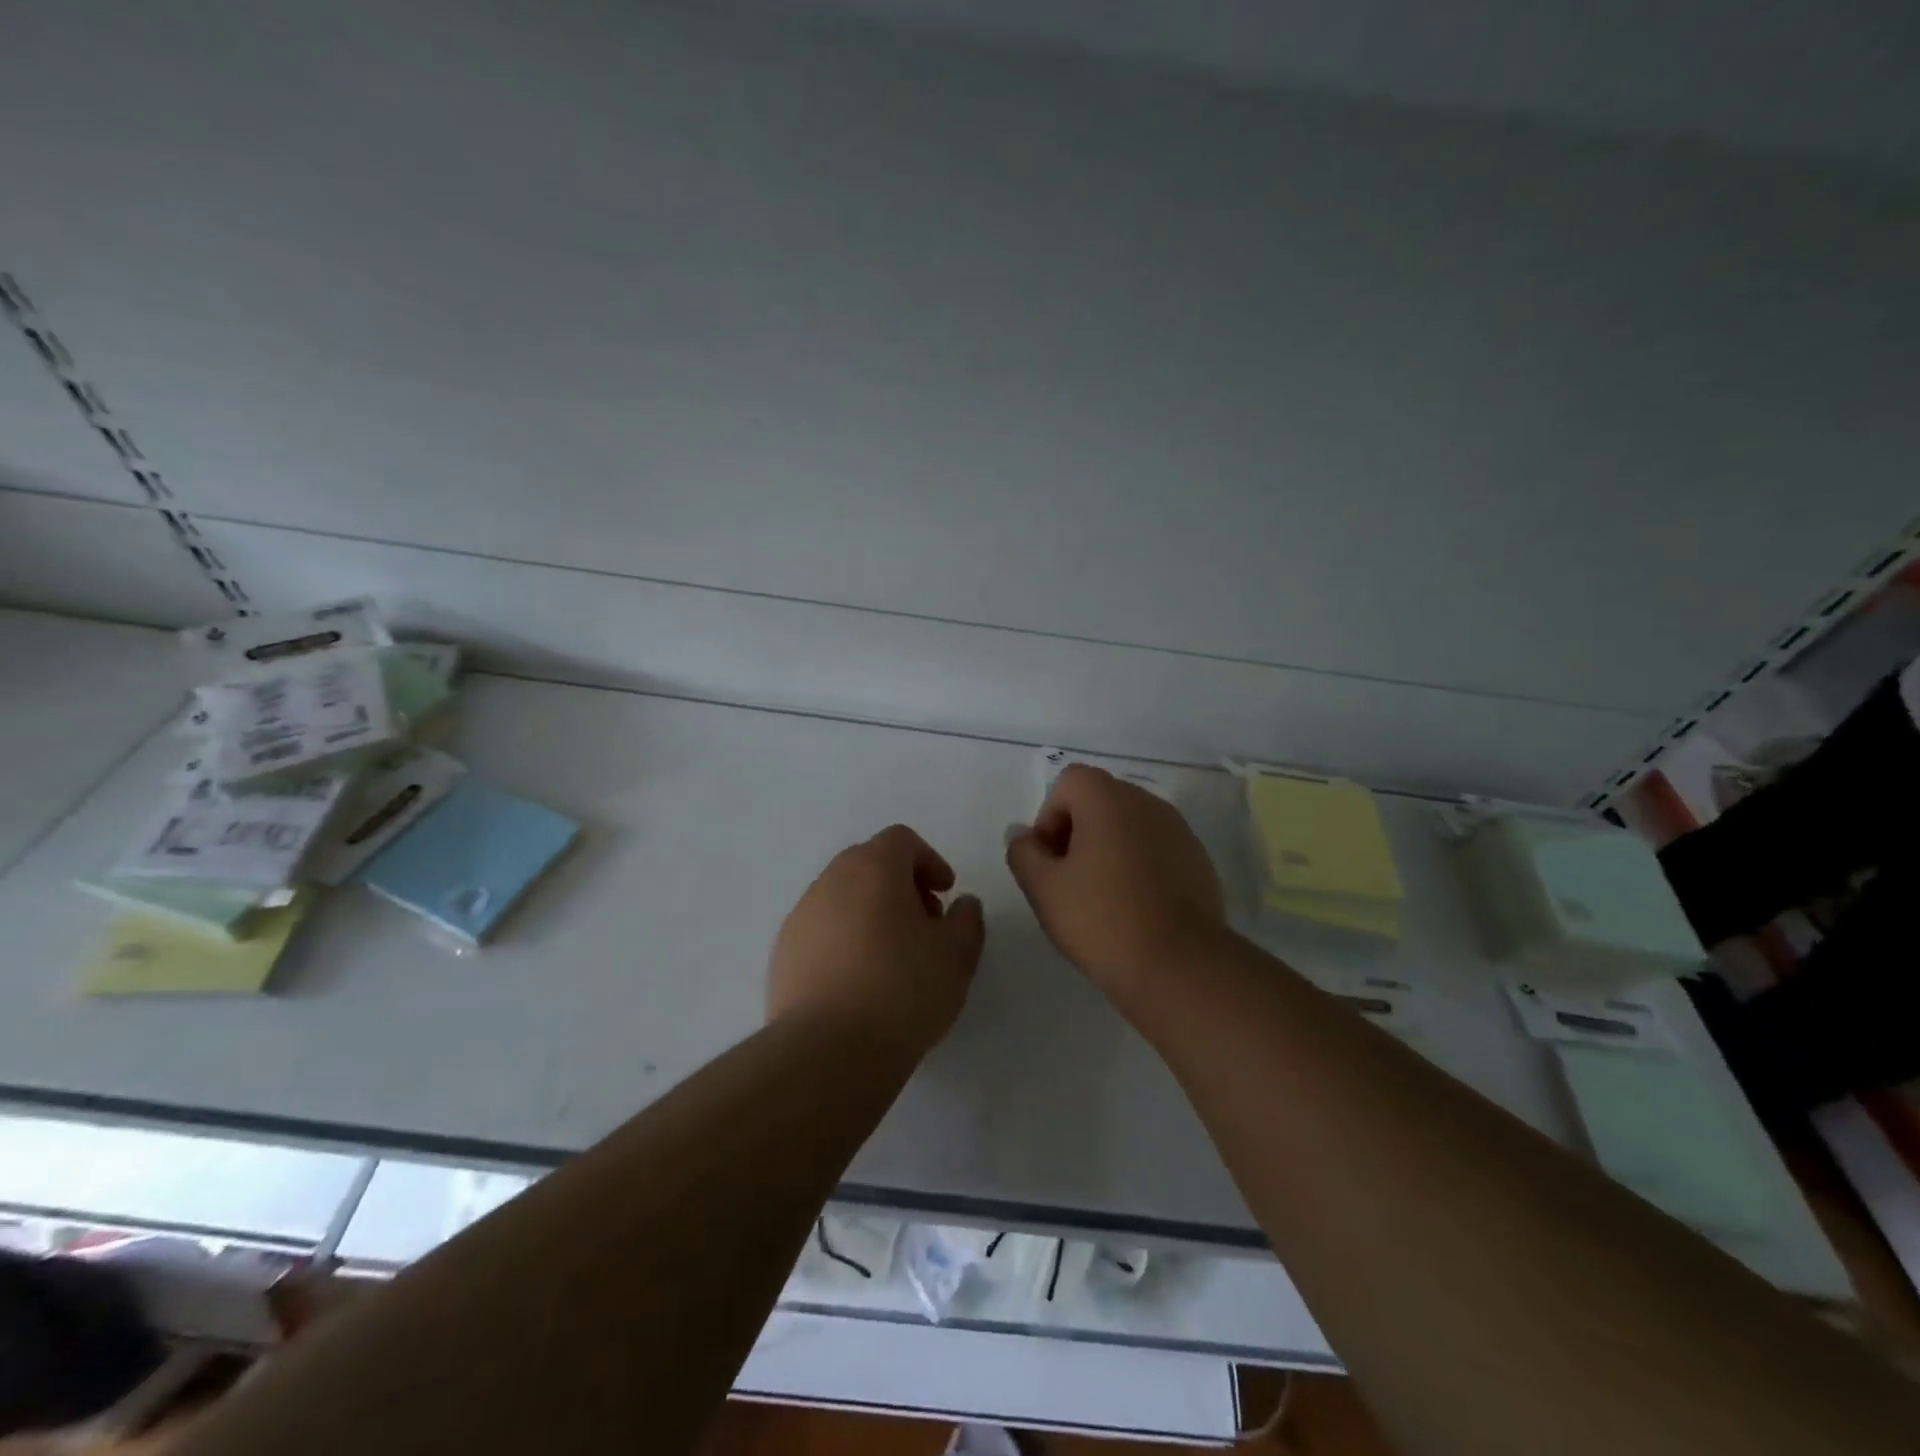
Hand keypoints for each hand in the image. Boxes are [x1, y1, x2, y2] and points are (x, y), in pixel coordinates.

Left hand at [768, 824, 985, 1059]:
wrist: (827, 1052)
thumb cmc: (902, 991)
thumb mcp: (957, 955)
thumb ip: (967, 919)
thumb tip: (962, 904)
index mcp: (873, 868)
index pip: (901, 840)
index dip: (929, 860)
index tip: (945, 893)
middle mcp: (830, 881)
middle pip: (868, 863)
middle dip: (900, 884)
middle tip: (923, 922)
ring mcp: (800, 917)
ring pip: (841, 897)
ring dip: (870, 911)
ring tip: (892, 957)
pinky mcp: (782, 954)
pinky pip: (820, 930)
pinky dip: (843, 940)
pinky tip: (859, 982)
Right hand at [1006, 764, 1226, 994]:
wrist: (1179, 966)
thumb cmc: (1102, 920)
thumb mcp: (1043, 888)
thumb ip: (1024, 852)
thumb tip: (1025, 836)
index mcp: (1109, 800)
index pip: (1070, 781)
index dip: (1050, 815)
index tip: (1050, 859)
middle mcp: (1147, 803)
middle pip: (1101, 799)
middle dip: (1078, 830)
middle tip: (1069, 879)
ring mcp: (1179, 831)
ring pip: (1130, 824)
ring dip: (1109, 847)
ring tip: (1102, 896)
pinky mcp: (1198, 860)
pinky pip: (1156, 848)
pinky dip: (1139, 865)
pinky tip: (1135, 907)